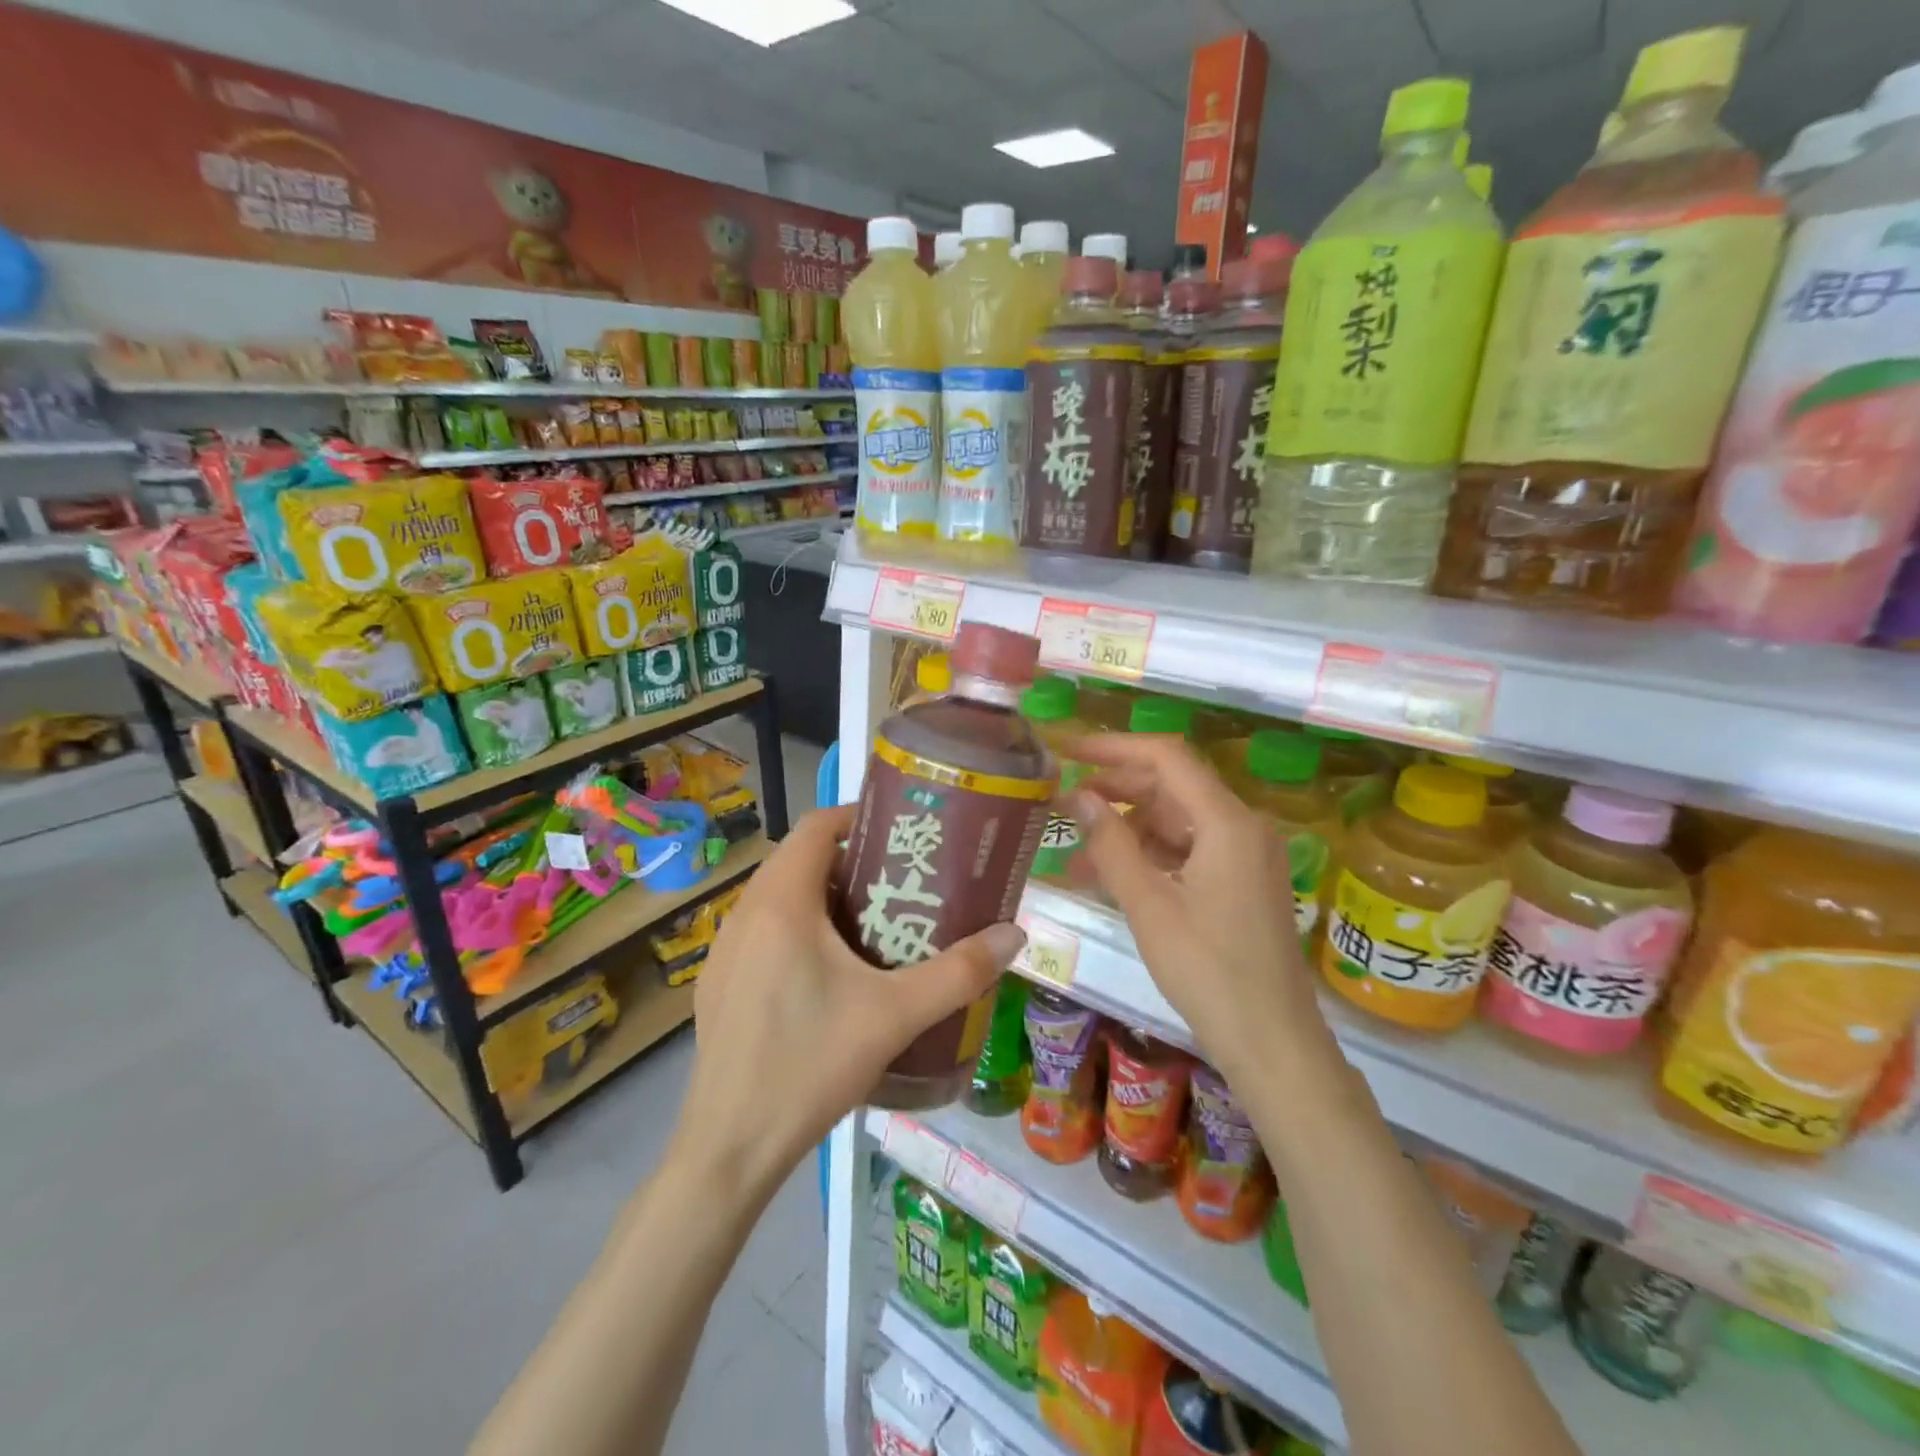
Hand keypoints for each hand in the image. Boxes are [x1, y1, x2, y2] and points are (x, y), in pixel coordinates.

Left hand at [669, 804, 1026, 1195]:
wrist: (729, 1149)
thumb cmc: (810, 1065)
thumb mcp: (894, 1016)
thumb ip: (959, 973)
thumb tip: (1014, 935)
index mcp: (781, 903)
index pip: (816, 826)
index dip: (857, 816)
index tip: (901, 832)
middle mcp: (745, 913)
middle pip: (799, 860)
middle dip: (850, 860)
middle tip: (900, 881)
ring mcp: (724, 950)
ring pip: (779, 898)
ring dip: (822, 896)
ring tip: (873, 922)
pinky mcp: (719, 984)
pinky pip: (762, 932)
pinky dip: (797, 929)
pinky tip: (828, 975)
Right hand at [1068, 733, 1334, 1087]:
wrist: (1273, 1042)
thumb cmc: (1207, 971)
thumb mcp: (1148, 905)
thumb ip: (1110, 844)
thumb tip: (1077, 796)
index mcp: (1227, 822)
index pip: (1167, 757)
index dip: (1115, 747)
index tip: (1069, 750)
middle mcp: (1242, 826)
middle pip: (1172, 786)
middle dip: (1116, 789)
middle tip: (1064, 803)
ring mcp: (1245, 854)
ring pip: (1176, 820)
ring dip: (1127, 829)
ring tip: (1077, 851)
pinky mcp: (1241, 880)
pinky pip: (1187, 850)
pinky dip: (1149, 855)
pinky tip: (1111, 874)